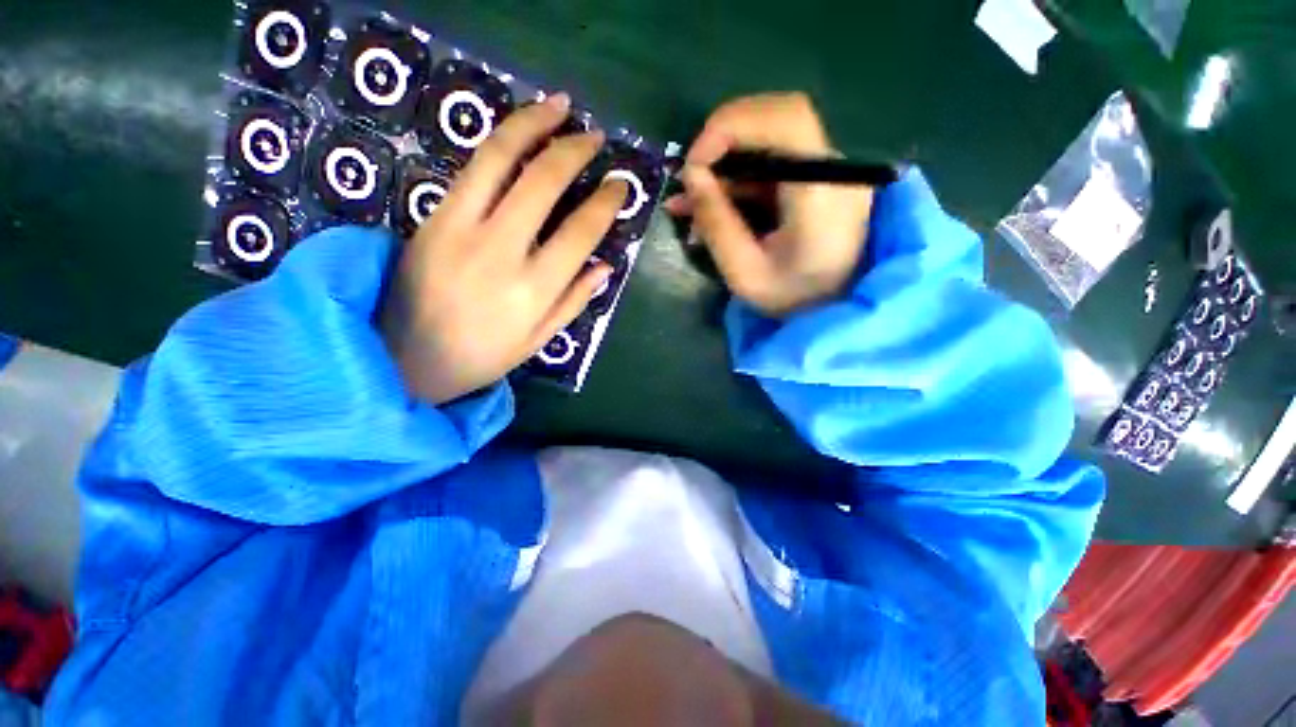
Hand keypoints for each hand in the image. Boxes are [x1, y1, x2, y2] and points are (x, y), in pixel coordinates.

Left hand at [380, 93, 627, 403]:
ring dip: (533, 123)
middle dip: (575, 150)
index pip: (581, 232)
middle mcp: (500, 251)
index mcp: (533, 290)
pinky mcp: (433, 215)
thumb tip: (605, 266)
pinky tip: (519, 131)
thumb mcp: (537, 340)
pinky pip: (472, 167)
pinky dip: (499, 140)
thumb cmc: (481, 356)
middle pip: (543, 182)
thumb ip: (573, 301)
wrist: (402, 358)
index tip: (620, 185)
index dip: (606, 202)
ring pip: (500, 157)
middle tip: (595, 137)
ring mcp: (460, 227)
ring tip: (559, 105)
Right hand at [665, 92, 873, 317]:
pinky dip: (737, 180)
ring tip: (688, 201)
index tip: (694, 164)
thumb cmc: (792, 301)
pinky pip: (771, 165)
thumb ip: (717, 224)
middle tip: (691, 179)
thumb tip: (691, 176)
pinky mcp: (817, 182)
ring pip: (770, 140)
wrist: (835, 312)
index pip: (786, 120)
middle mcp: (834, 170)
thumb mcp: (745, 273)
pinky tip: (709, 204)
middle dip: (723, 142)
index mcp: (822, 193)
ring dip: (725, 164)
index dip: (732, 126)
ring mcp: (828, 173)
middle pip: (777, 118)